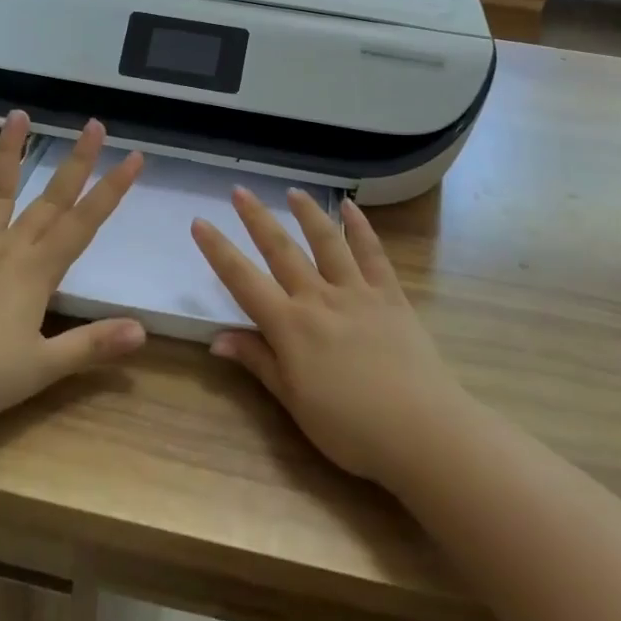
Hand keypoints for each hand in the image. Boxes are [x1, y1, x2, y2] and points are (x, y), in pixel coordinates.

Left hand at [0, 112, 147, 430]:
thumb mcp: (43, 368)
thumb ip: (93, 345)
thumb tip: (143, 331)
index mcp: (37, 273)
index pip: (85, 224)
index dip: (112, 190)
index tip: (134, 157)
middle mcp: (9, 250)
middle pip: (50, 201)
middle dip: (77, 163)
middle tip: (94, 125)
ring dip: (10, 155)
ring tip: (20, 115)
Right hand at [192, 189, 471, 487]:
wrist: (421, 430)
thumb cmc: (350, 428)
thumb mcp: (294, 402)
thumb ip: (258, 362)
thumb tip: (217, 339)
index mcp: (290, 326)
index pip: (243, 280)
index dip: (218, 251)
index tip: (200, 222)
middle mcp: (318, 298)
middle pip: (281, 250)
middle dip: (256, 218)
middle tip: (239, 190)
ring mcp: (357, 291)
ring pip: (326, 242)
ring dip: (307, 213)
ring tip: (292, 191)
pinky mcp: (390, 295)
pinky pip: (372, 253)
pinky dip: (360, 228)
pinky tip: (351, 208)